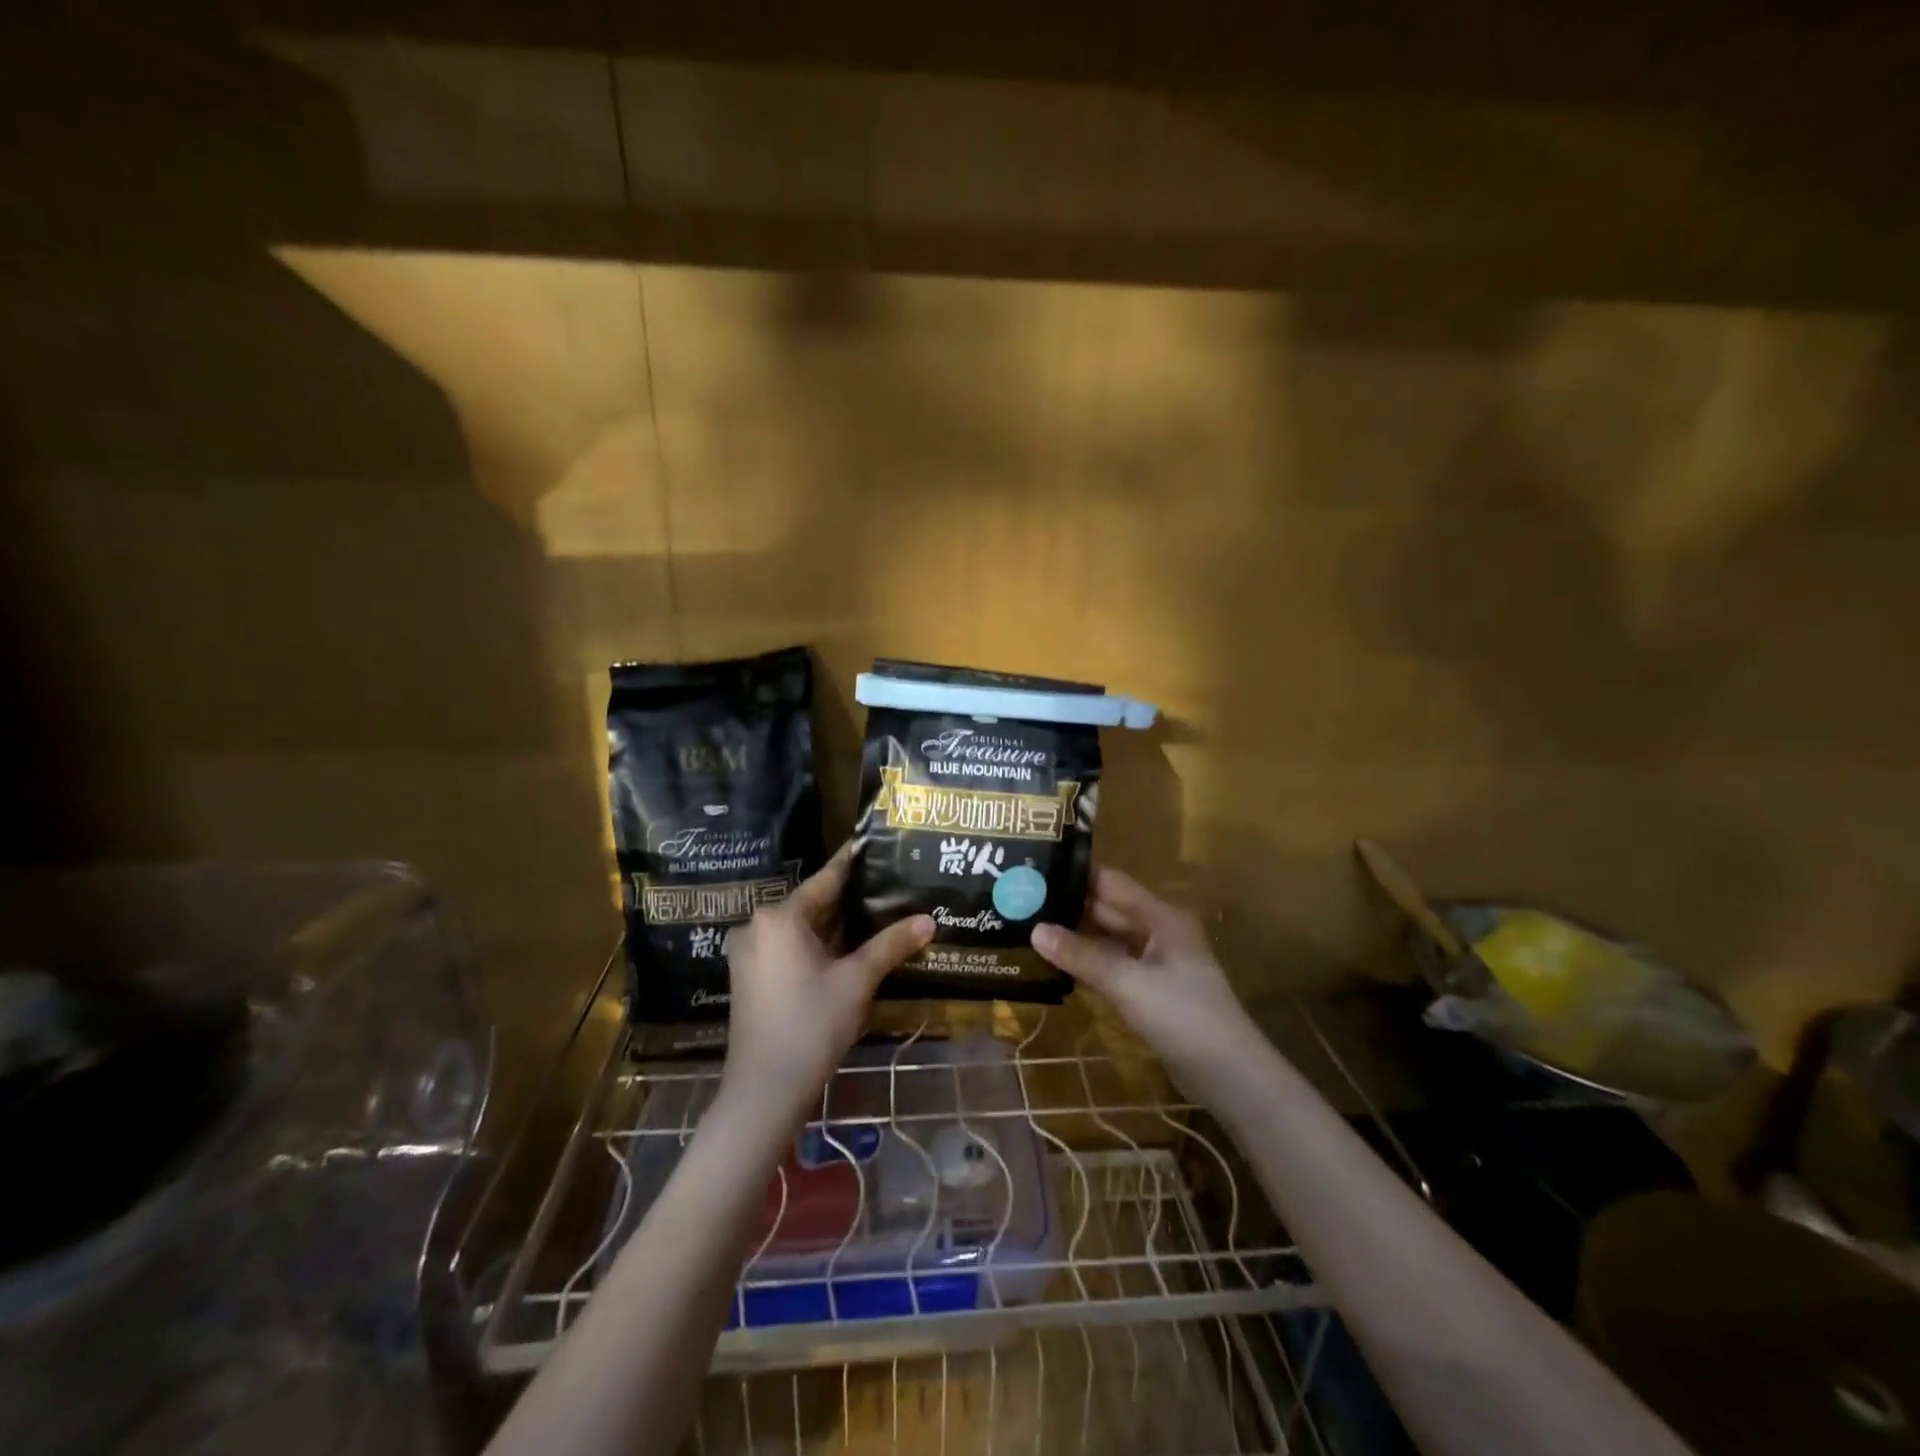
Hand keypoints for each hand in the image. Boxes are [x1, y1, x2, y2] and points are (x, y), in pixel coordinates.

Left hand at [720, 845, 933, 1122]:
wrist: (764, 1090)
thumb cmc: (812, 1025)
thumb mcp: (857, 981)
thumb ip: (891, 945)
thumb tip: (929, 920)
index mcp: (780, 917)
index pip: (826, 880)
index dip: (853, 863)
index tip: (873, 844)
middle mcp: (758, 926)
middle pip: (812, 904)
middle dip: (848, 900)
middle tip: (887, 885)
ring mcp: (749, 954)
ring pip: (800, 928)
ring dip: (834, 926)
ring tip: (875, 913)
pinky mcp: (749, 978)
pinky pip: (788, 948)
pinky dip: (816, 945)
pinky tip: (847, 949)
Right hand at [1031, 868, 1262, 1091]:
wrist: (1230, 1077)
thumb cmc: (1184, 1018)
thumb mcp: (1129, 984)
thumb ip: (1082, 956)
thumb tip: (1034, 930)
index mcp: (1160, 917)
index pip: (1109, 882)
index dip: (1073, 876)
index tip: (1032, 872)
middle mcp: (1157, 930)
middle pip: (1106, 909)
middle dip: (1067, 906)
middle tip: (1019, 902)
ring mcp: (1154, 960)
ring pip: (1107, 937)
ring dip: (1074, 935)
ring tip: (1027, 927)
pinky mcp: (1150, 988)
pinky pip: (1112, 963)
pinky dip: (1086, 961)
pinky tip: (1055, 962)